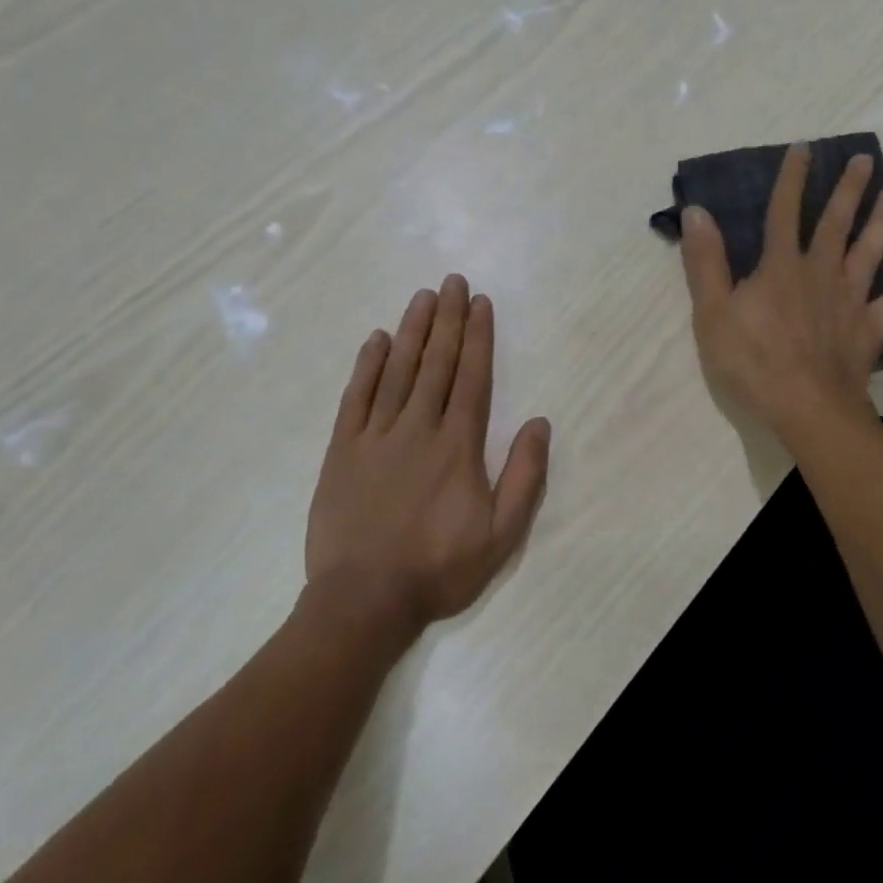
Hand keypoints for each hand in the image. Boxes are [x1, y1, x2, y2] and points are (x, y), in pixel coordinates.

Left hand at [306, 275, 551, 635]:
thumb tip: (540, 423)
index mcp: (457, 445)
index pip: (472, 377)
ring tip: (422, 297)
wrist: (363, 600)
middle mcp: (418, 427)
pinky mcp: (343, 450)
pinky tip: (375, 340)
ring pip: (397, 371)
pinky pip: (356, 397)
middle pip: (436, 362)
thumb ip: (524, 476)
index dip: (478, 336)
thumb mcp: (501, 534)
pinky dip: (367, 366)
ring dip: (412, 331)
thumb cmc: (438, 567)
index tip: (480, 302)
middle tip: (452, 281)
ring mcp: (376, 436)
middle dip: (447, 319)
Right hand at [679, 143, 882, 445]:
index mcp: (780, 267)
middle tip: (866, 160)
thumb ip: (705, 262)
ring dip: (882, 222)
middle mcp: (820, 273)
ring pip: (869, 253)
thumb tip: (697, 211)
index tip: (804, 148)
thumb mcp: (712, 313)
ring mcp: (850, 300)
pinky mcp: (869, 329)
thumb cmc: (752, 362)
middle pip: (835, 224)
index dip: (792, 178)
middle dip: (848, 190)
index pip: (783, 212)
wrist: (807, 410)